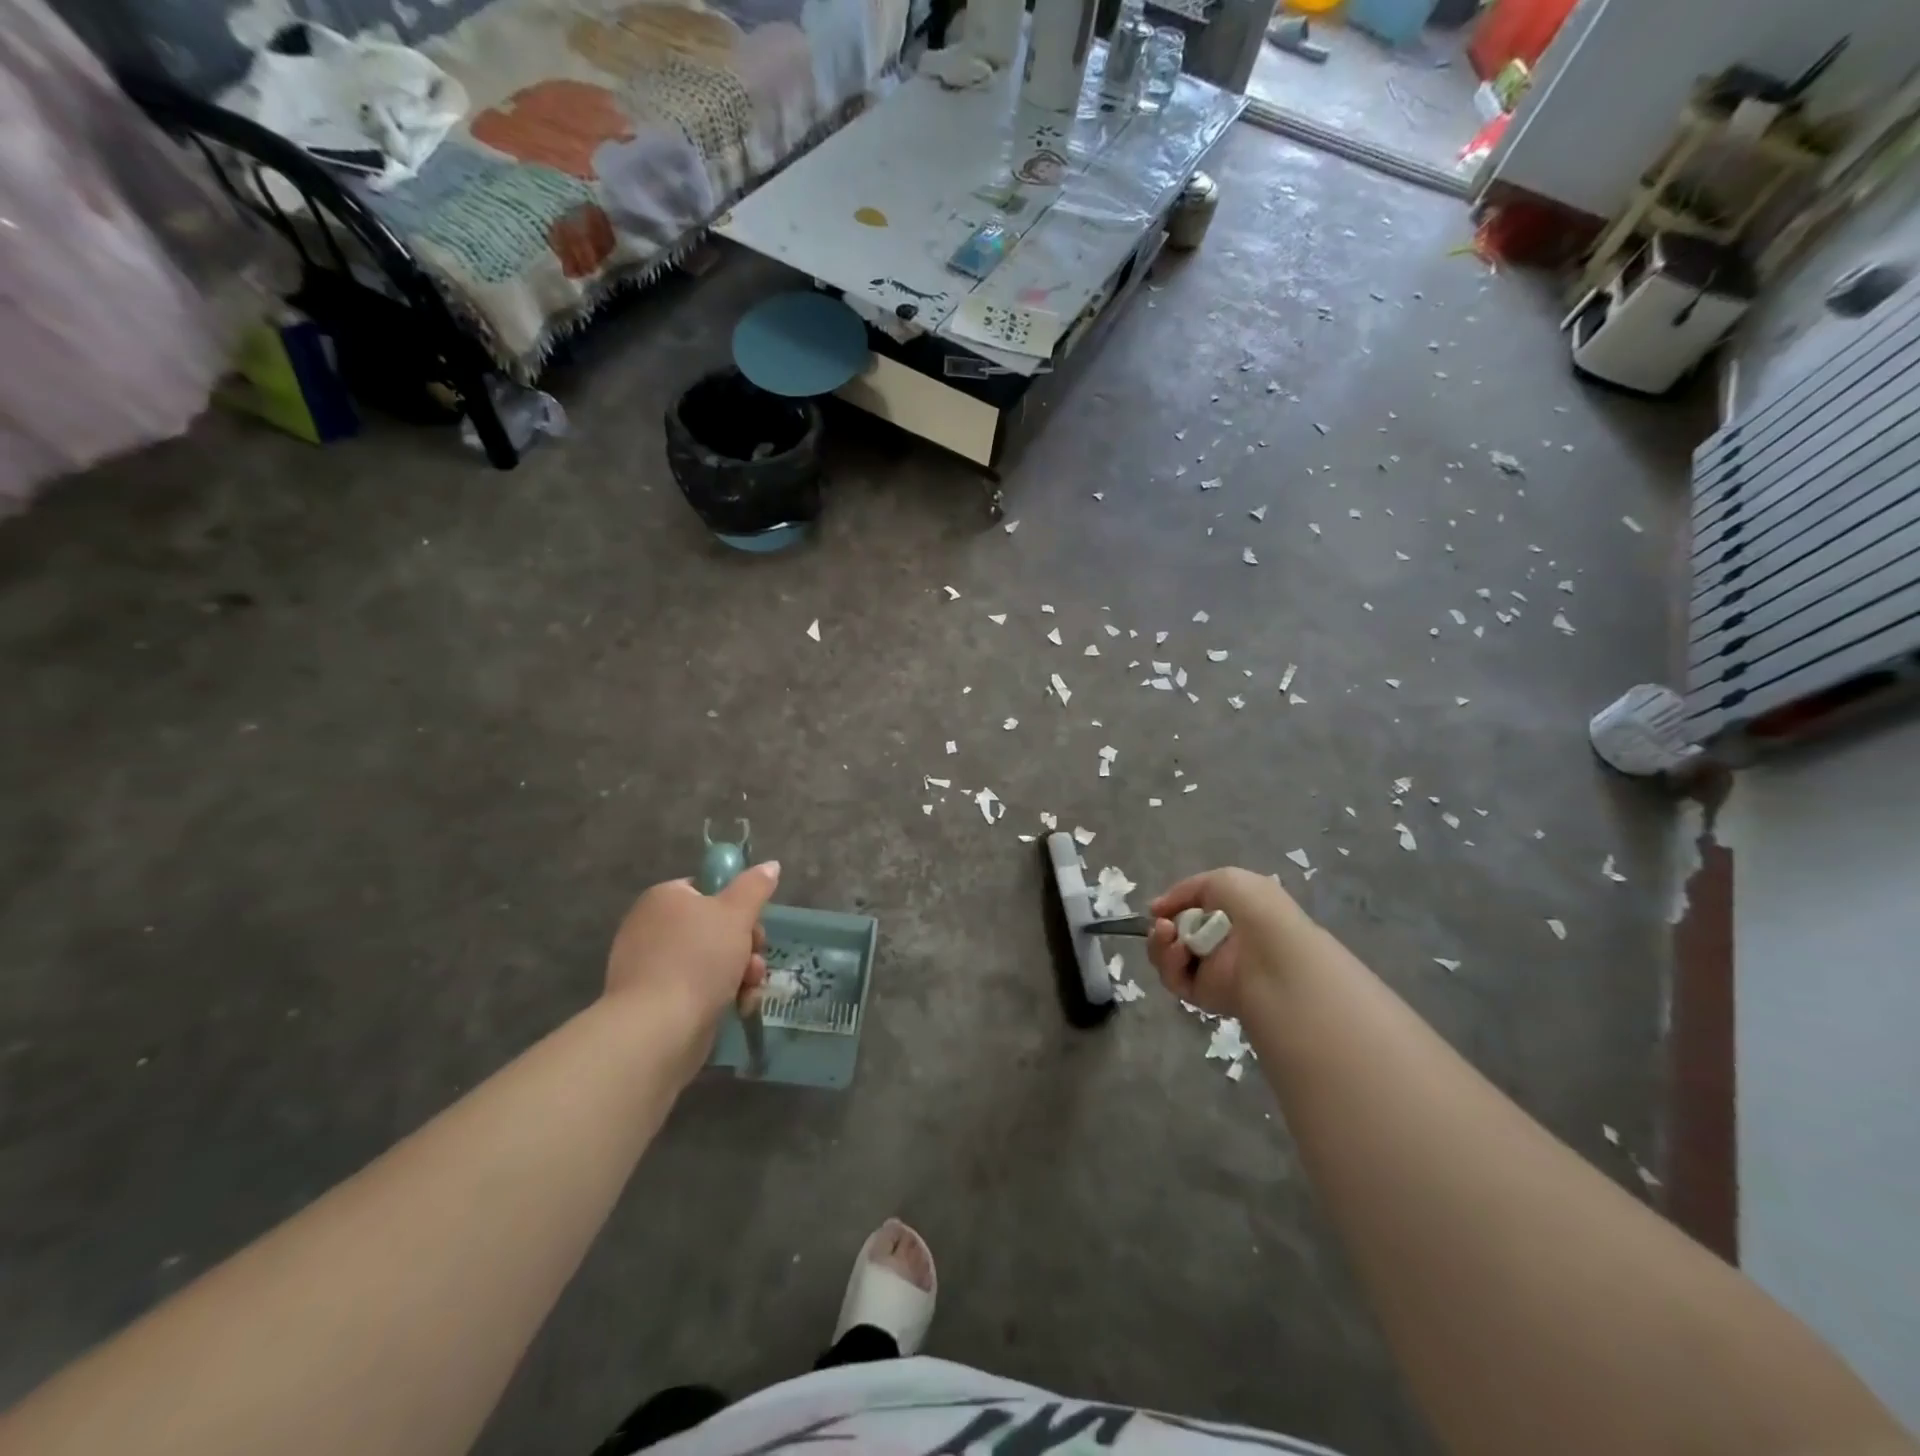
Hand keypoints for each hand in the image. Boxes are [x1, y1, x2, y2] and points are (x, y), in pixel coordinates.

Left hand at [604, 864, 777, 1029]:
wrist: (659, 1028)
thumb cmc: (699, 958)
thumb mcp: (736, 913)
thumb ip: (755, 886)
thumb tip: (770, 865)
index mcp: (665, 899)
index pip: (707, 890)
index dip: (737, 906)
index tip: (753, 924)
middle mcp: (652, 928)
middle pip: (716, 927)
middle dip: (746, 945)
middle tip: (754, 960)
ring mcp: (652, 967)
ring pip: (713, 960)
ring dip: (741, 972)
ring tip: (749, 988)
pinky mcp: (657, 1001)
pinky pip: (698, 988)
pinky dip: (722, 995)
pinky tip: (739, 1006)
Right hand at [1147, 867, 1314, 1018]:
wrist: (1272, 956)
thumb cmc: (1254, 910)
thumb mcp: (1223, 880)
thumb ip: (1185, 889)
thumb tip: (1157, 909)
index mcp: (1231, 915)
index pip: (1191, 912)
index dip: (1173, 908)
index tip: (1159, 907)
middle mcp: (1220, 942)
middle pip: (1173, 935)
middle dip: (1162, 927)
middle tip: (1163, 924)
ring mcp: (1210, 969)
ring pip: (1168, 956)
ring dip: (1161, 943)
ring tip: (1167, 934)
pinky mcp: (1203, 994)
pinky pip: (1174, 978)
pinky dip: (1170, 964)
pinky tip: (1180, 952)